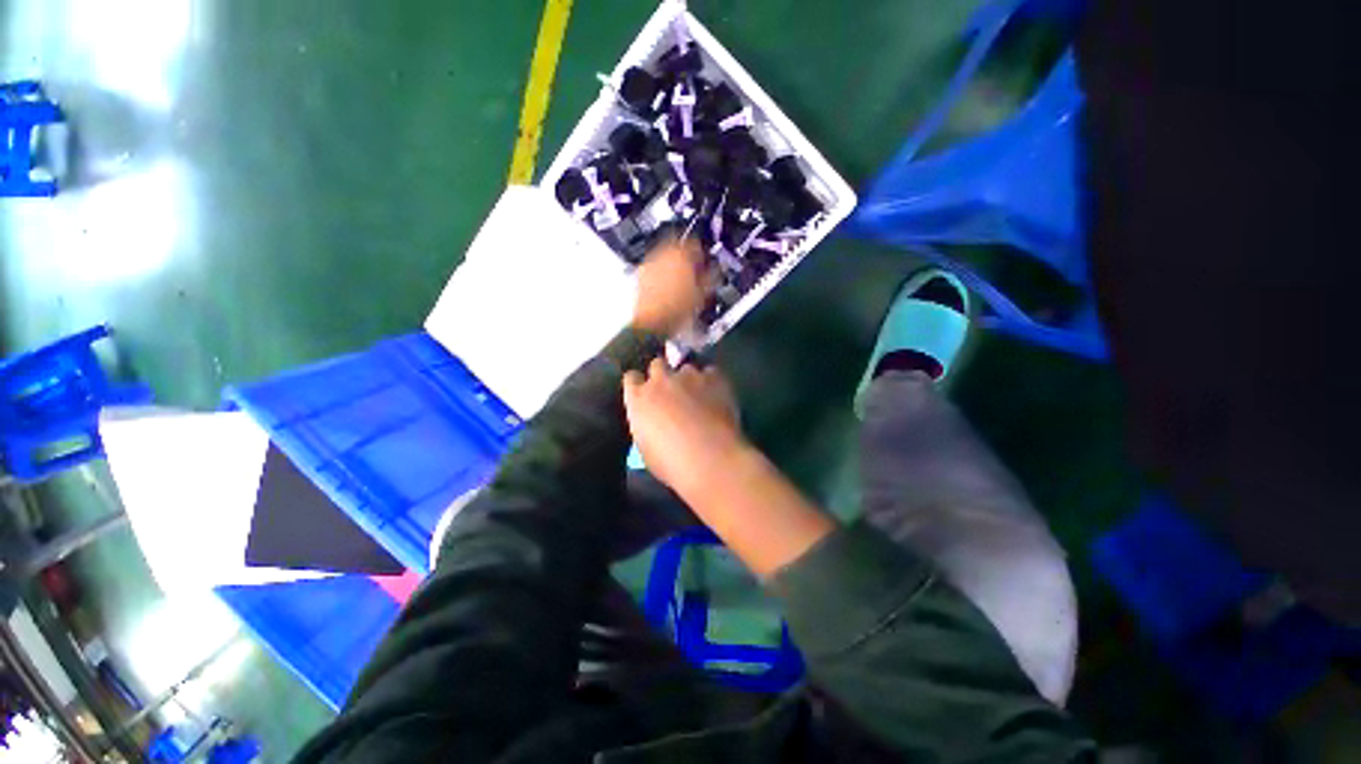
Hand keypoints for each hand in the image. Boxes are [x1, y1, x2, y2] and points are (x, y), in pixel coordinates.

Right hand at [623, 359, 742, 492]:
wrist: (710, 458)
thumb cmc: (672, 463)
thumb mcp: (646, 447)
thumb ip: (646, 425)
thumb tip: (652, 421)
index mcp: (639, 399)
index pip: (631, 378)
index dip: (639, 384)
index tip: (645, 392)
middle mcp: (661, 381)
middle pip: (657, 365)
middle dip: (663, 374)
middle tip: (671, 390)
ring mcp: (688, 376)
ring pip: (686, 368)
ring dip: (689, 379)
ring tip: (699, 394)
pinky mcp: (713, 378)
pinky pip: (710, 372)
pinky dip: (712, 381)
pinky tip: (717, 394)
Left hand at [632, 237, 712, 335]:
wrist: (652, 323)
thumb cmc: (676, 310)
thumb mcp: (702, 294)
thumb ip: (710, 276)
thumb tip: (715, 270)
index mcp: (681, 254)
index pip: (695, 243)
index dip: (703, 253)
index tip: (705, 263)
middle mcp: (663, 253)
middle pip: (678, 246)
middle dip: (687, 257)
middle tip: (694, 271)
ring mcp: (650, 263)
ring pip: (666, 256)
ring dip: (674, 264)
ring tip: (681, 281)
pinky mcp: (641, 274)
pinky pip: (655, 267)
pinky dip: (662, 273)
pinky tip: (668, 288)